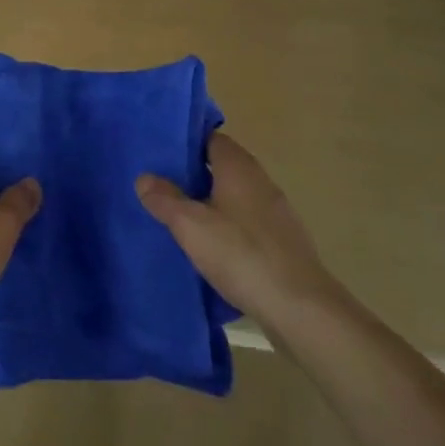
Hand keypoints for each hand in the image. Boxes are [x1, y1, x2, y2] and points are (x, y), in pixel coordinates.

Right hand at [136, 133, 337, 326]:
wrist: (299, 307)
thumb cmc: (241, 254)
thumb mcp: (191, 226)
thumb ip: (165, 199)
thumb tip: (144, 177)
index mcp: (238, 167)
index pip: (211, 138)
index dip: (187, 143)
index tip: (162, 154)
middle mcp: (260, 180)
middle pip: (223, 166)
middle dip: (196, 174)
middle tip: (164, 186)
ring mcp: (276, 211)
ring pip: (236, 195)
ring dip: (212, 202)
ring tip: (183, 217)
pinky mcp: (283, 241)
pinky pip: (248, 221)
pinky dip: (230, 226)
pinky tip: (213, 247)